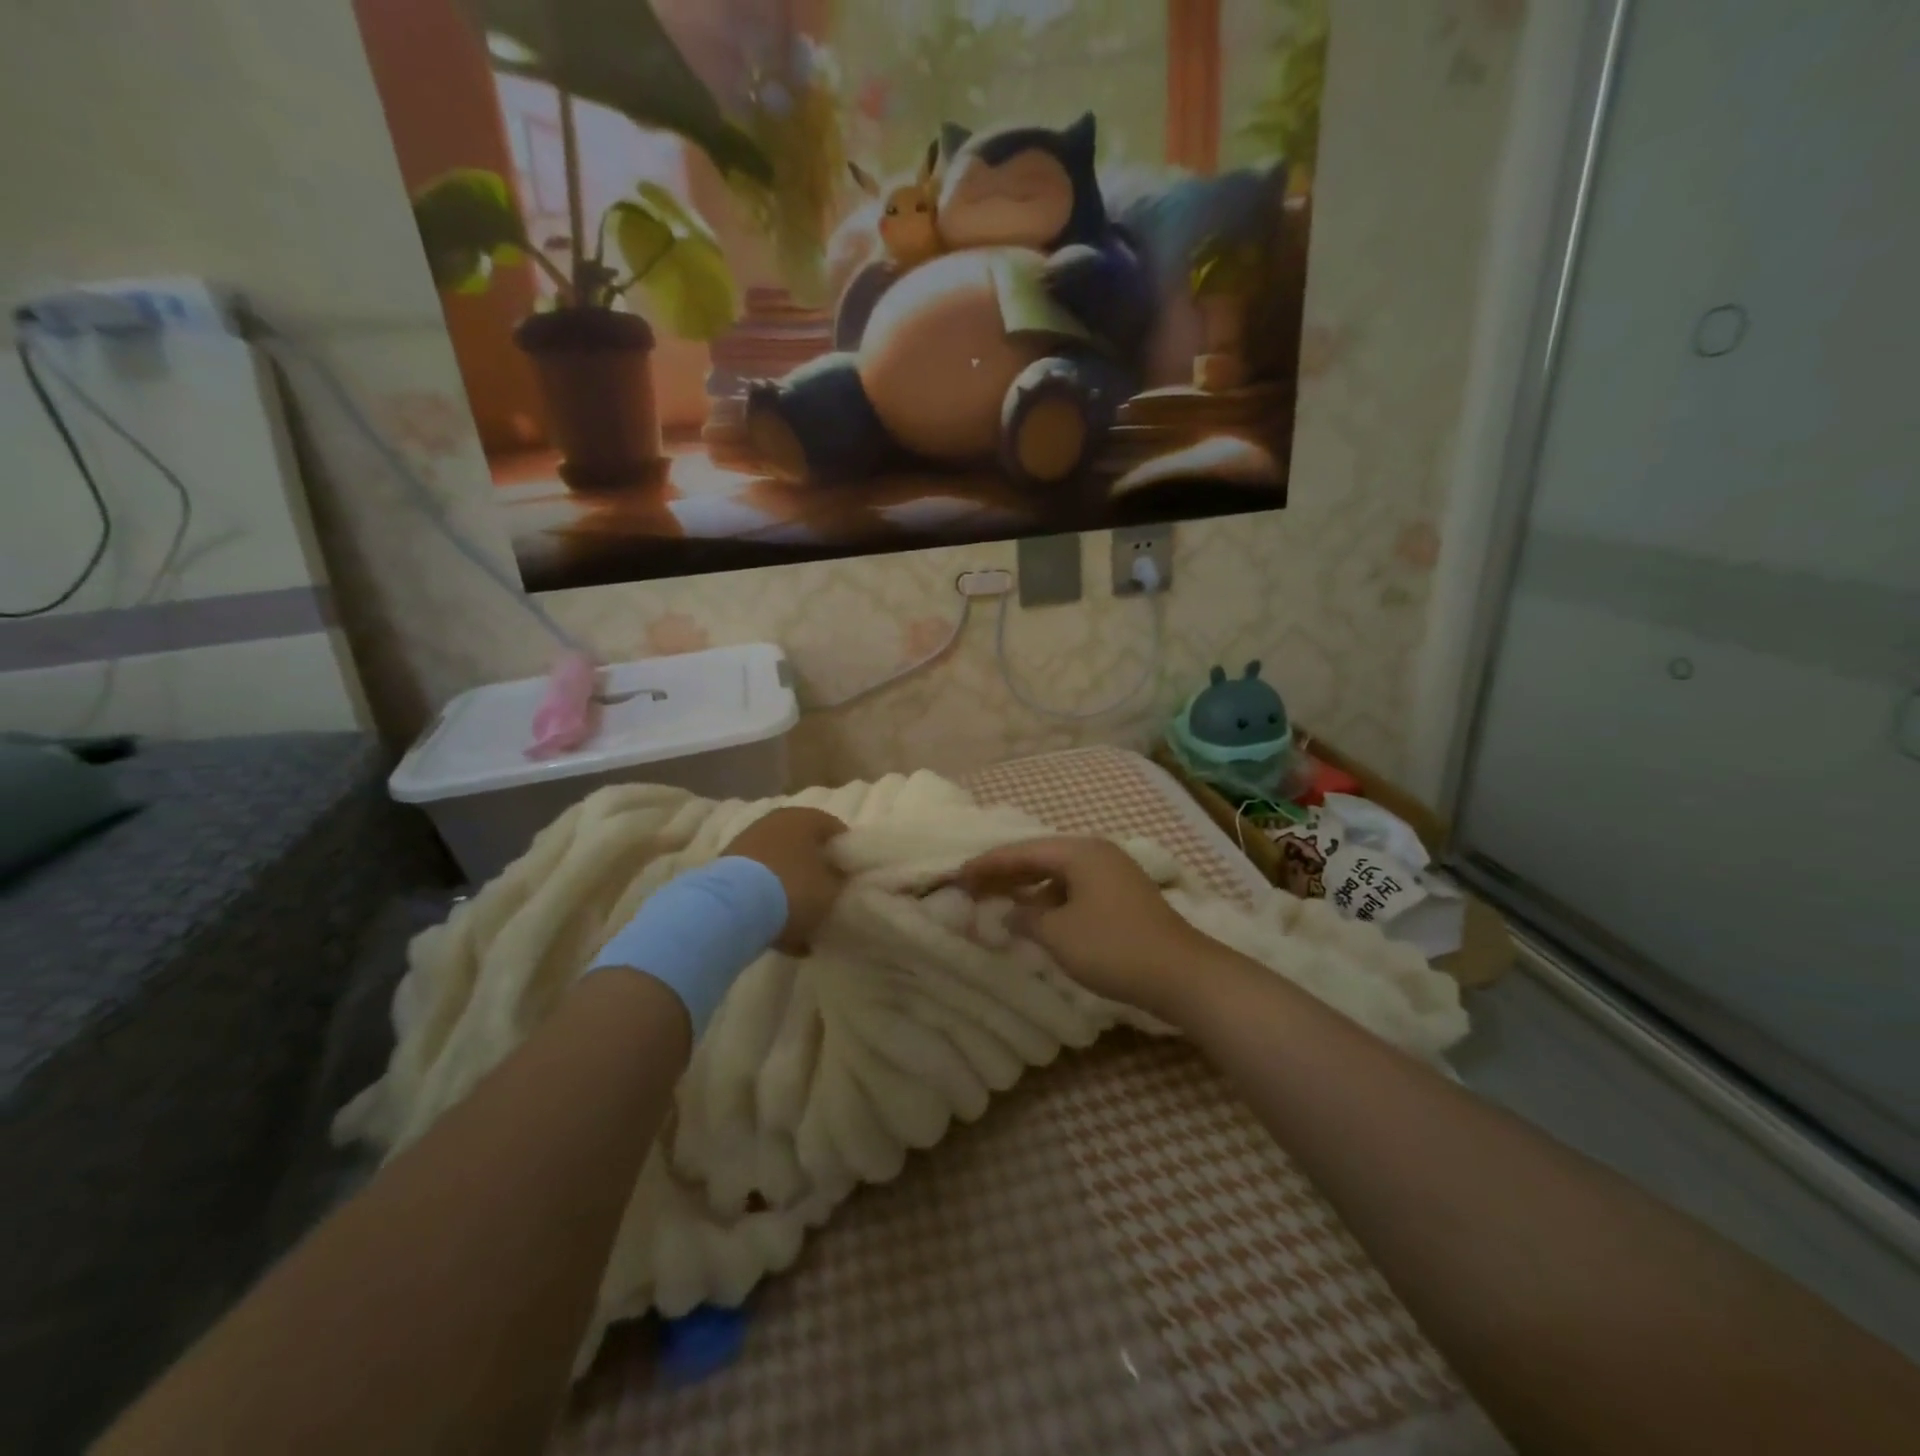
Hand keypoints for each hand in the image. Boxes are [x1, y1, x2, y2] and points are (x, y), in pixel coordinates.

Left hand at [723, 807, 847, 953]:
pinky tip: (778, 931)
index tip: (850, 878)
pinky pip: (757, 884)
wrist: (731, 908)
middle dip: (815, 871)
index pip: (836, 830)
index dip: (846, 855)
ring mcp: (747, 843)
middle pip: (804, 846)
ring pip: (779, 866)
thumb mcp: (831, 891)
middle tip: (827, 897)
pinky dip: (768, 902)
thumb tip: (839, 880)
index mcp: (805, 818)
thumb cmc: (793, 889)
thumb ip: (840, 882)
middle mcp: (775, 821)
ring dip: (790, 889)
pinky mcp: (726, 868)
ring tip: (802, 921)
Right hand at [955, 836, 1211, 1017]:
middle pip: (1040, 857)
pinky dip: (1050, 898)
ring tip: (999, 899)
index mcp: (1079, 852)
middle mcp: (1096, 853)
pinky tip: (1037, 916)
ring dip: (1028, 886)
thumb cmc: (1113, 947)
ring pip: (1058, 873)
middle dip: (1005, 872)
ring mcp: (1113, 873)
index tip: (959, 875)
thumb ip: (1026, 917)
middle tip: (972, 886)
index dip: (988, 864)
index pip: (1022, 851)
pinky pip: (1074, 887)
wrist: (1182, 974)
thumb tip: (1009, 911)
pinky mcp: (1123, 896)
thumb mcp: (1059, 934)